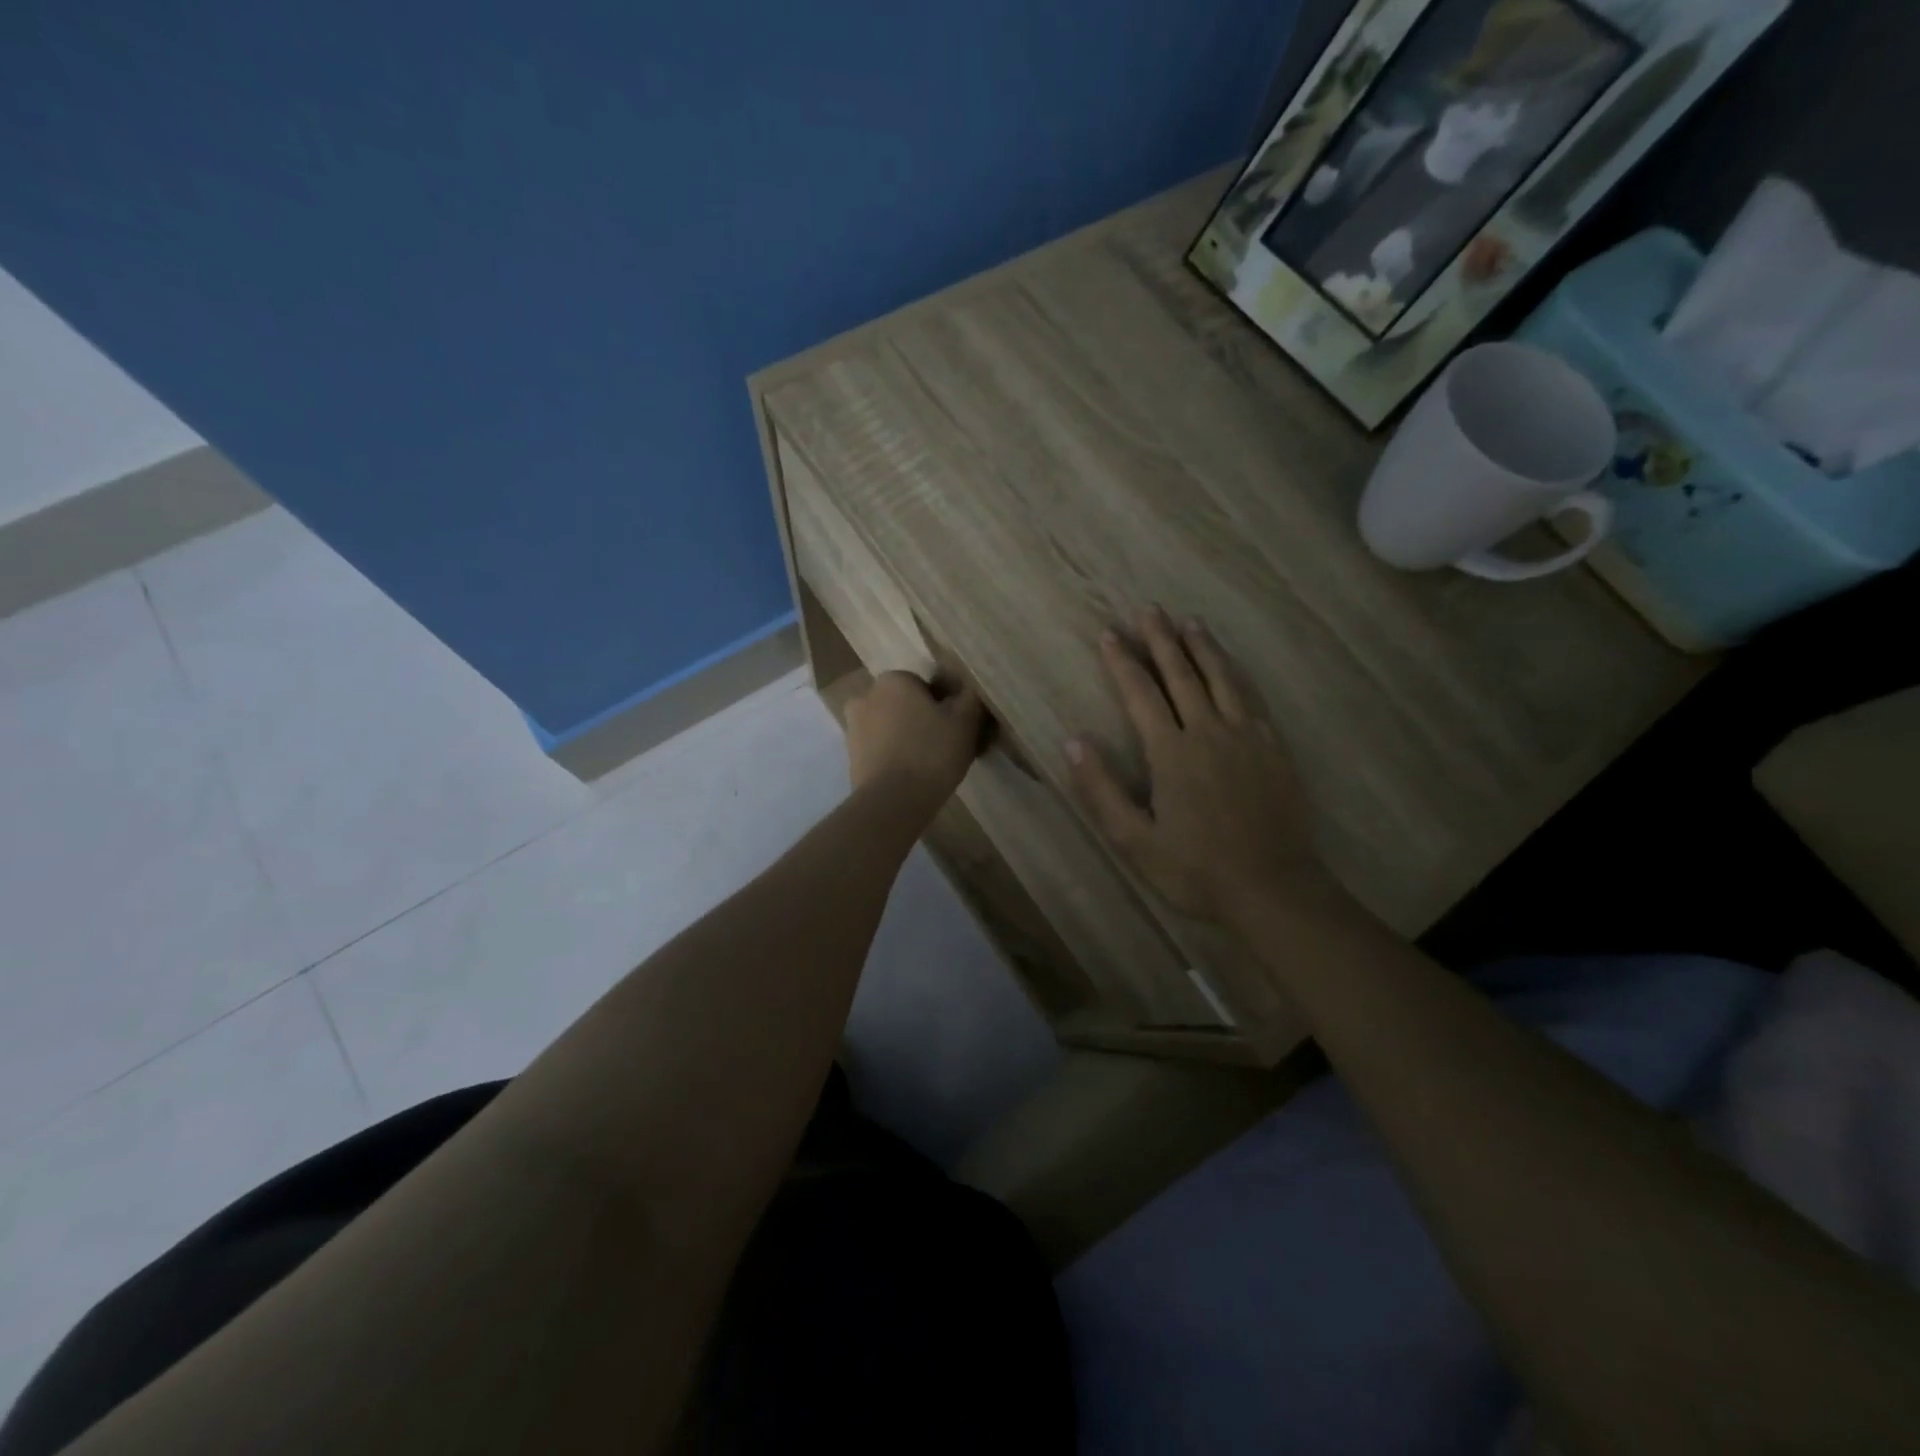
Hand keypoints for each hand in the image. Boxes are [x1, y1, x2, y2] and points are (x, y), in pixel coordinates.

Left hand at [845, 671, 983, 813]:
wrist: (893, 801)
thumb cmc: (931, 753)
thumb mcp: (965, 721)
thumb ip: (970, 698)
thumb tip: (968, 689)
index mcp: (893, 680)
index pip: (924, 685)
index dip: (943, 705)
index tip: (956, 727)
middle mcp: (866, 697)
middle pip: (904, 705)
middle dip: (921, 719)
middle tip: (945, 745)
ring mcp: (853, 728)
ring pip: (890, 727)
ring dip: (906, 738)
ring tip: (929, 765)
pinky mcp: (851, 757)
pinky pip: (879, 750)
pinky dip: (894, 757)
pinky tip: (912, 776)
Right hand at [1066, 609, 1343, 924]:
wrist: (1272, 888)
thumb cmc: (1195, 869)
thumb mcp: (1134, 840)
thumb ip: (1101, 790)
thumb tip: (1073, 742)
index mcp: (1172, 752)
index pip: (1141, 694)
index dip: (1122, 662)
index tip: (1108, 633)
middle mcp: (1209, 732)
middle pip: (1182, 674)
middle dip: (1161, 640)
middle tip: (1149, 609)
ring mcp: (1248, 737)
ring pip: (1222, 679)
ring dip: (1202, 648)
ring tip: (1189, 622)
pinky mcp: (1274, 749)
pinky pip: (1252, 699)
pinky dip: (1237, 676)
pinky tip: (1232, 669)